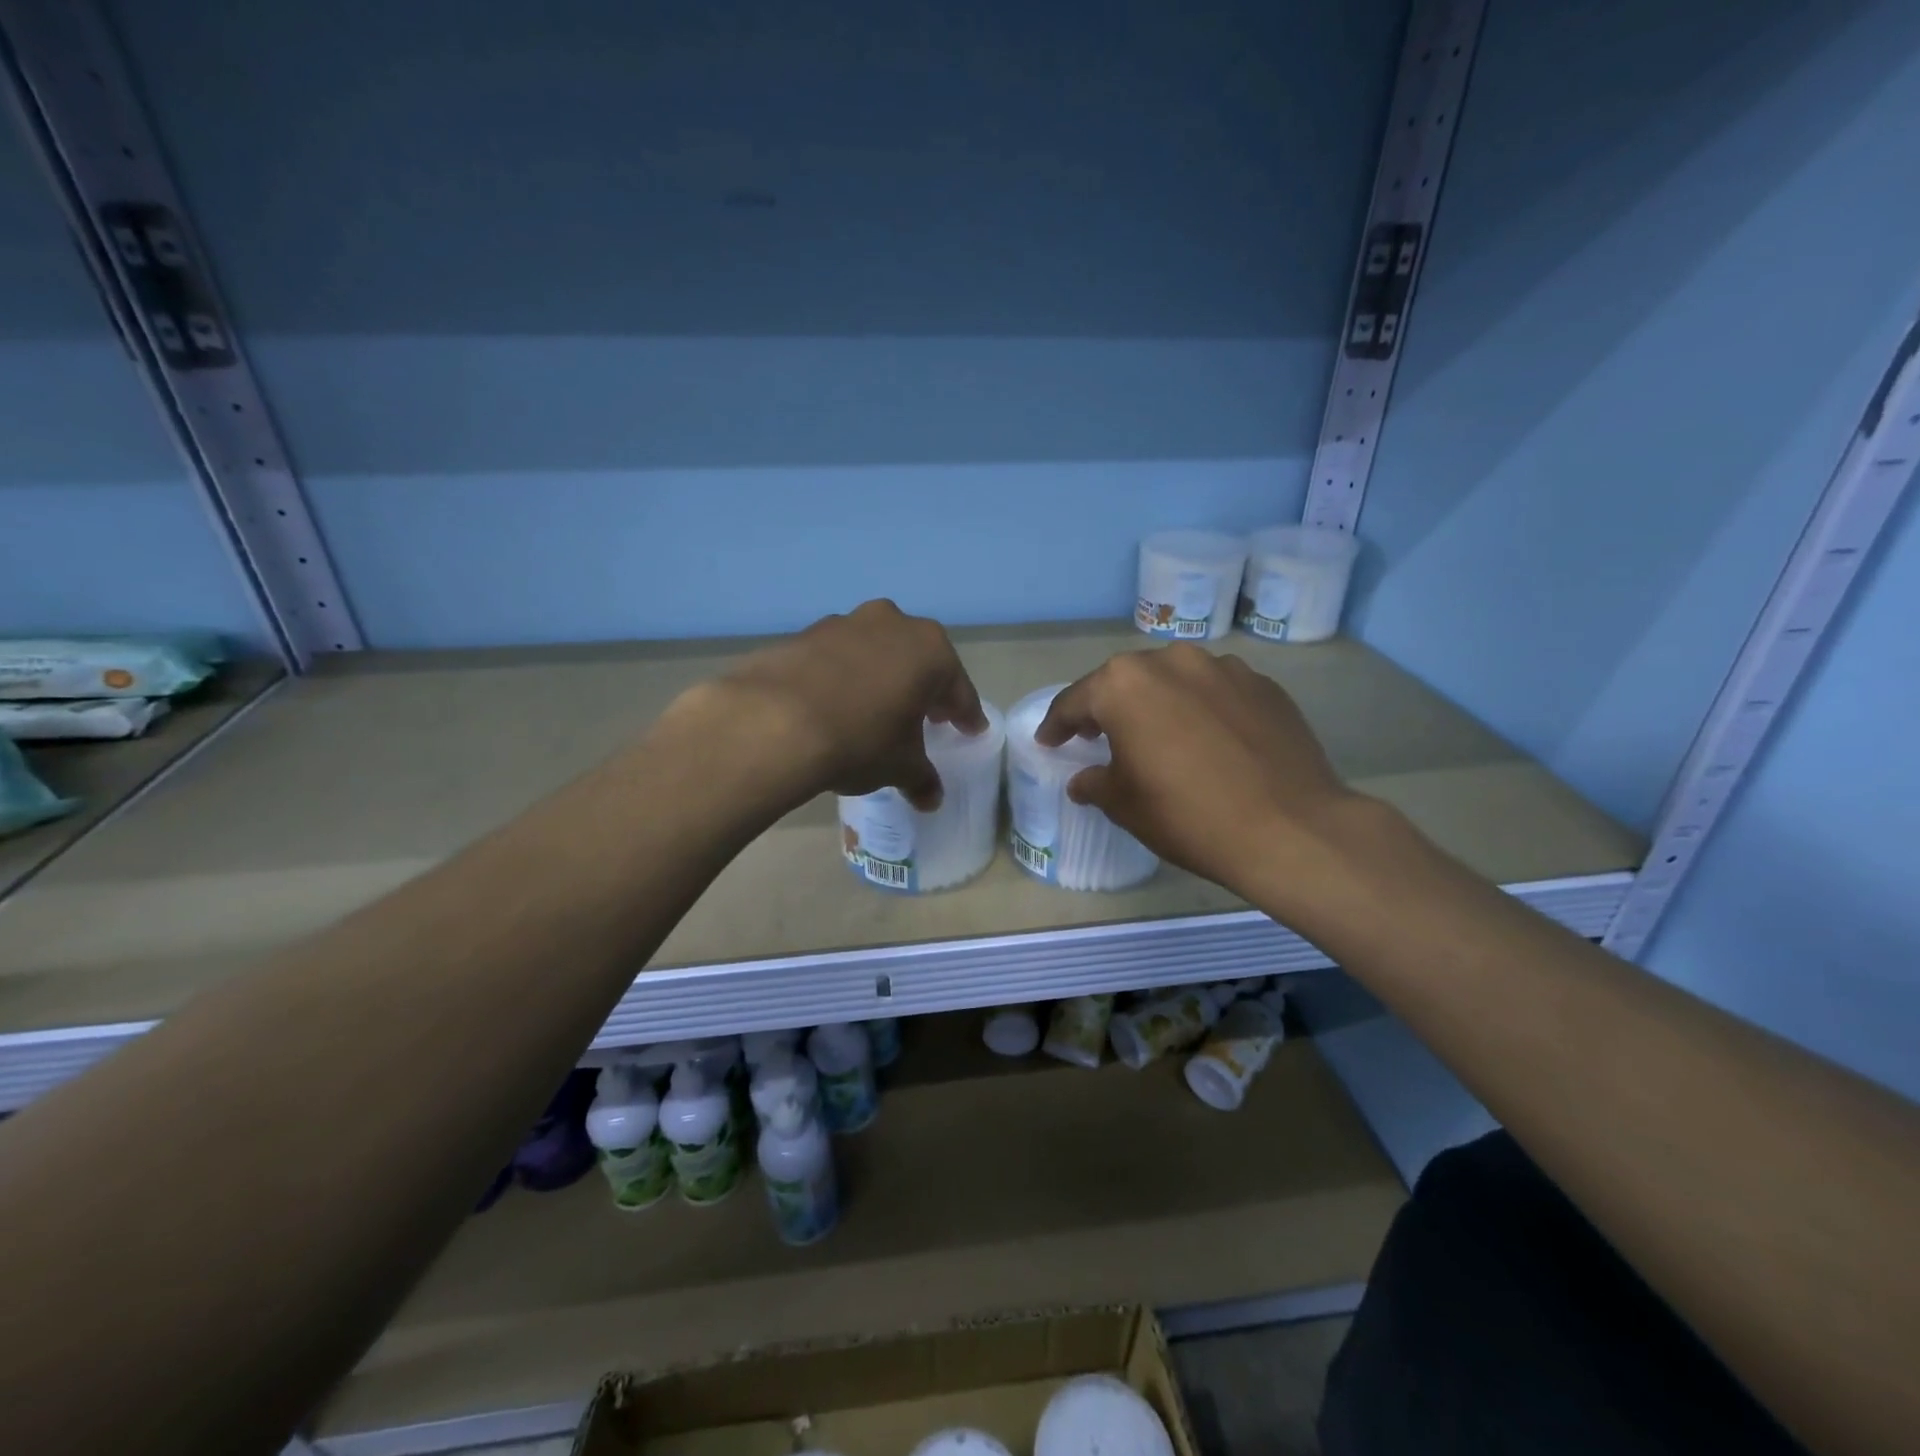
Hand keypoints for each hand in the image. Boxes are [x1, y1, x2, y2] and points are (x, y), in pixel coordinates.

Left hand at [698, 600, 987, 810]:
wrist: (773, 722)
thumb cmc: (860, 740)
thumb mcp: (899, 766)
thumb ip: (922, 778)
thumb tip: (931, 798)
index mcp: (929, 650)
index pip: (958, 688)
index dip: (965, 714)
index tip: (970, 730)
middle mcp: (892, 623)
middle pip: (917, 661)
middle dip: (923, 689)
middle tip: (926, 718)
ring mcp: (844, 623)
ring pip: (875, 653)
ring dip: (881, 678)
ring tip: (875, 711)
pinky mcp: (804, 634)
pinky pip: (837, 658)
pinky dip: (843, 677)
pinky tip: (834, 705)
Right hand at [1036, 644, 1361, 899]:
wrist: (1290, 828)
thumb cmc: (1188, 815)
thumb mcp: (1125, 805)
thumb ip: (1095, 783)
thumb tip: (1084, 779)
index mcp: (1124, 685)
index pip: (1075, 701)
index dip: (1058, 725)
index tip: (1049, 741)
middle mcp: (1170, 661)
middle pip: (1125, 682)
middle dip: (1108, 708)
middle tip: (1100, 737)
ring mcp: (1223, 667)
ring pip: (1174, 681)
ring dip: (1159, 704)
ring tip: (1160, 735)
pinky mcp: (1263, 684)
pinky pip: (1216, 691)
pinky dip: (1202, 709)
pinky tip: (1209, 740)